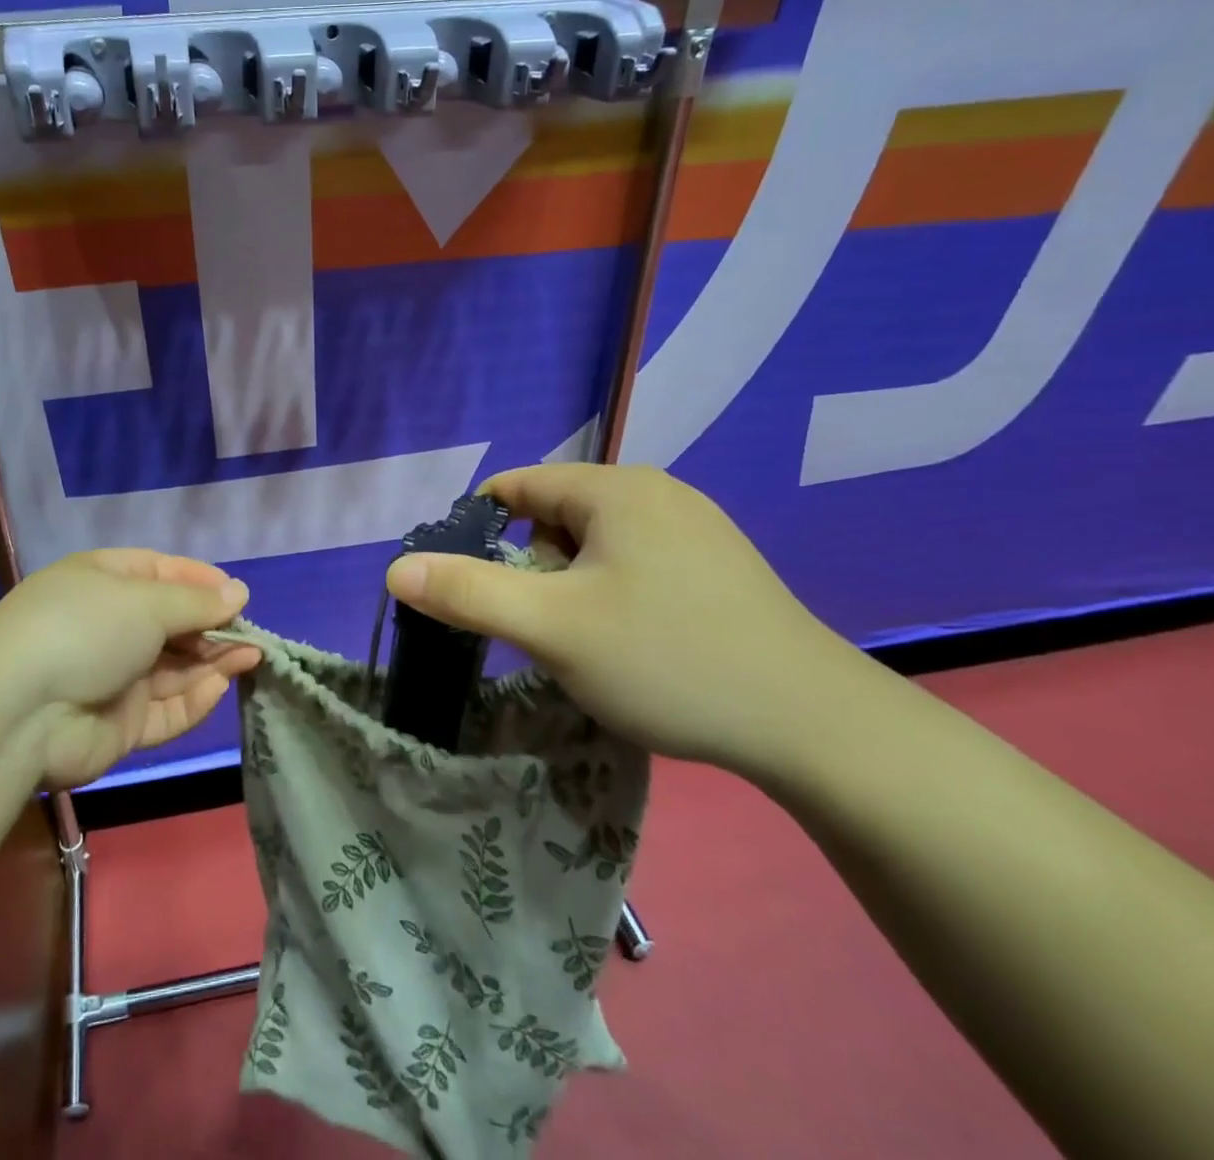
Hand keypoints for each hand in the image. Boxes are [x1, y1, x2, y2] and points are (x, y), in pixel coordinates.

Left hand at [0, 549, 260, 789]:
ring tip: (253, 655)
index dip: (201, 582)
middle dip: (212, 626)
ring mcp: (114, 676)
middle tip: (252, 633)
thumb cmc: (84, 629)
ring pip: (175, 667)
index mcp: (105, 581)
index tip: (238, 595)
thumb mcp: (146, 601)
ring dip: (213, 661)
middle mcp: (110, 625)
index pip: (162, 573)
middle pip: (172, 623)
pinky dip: (194, 699)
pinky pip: (166, 708)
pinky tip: (221, 685)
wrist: (18, 712)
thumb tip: (239, 592)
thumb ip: (197, 602)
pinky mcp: (120, 724)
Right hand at [386, 464, 878, 779]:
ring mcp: (694, 527)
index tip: (473, 589)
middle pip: (553, 515)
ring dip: (571, 585)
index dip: (479, 533)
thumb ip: (468, 593)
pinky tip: (637, 643)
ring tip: (590, 642)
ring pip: (595, 543)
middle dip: (531, 568)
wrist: (816, 726)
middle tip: (543, 628)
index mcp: (614, 488)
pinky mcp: (718, 564)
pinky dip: (613, 594)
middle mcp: (655, 492)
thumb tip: (397, 569)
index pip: (515, 487)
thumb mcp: (552, 628)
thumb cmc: (668, 661)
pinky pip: (635, 562)